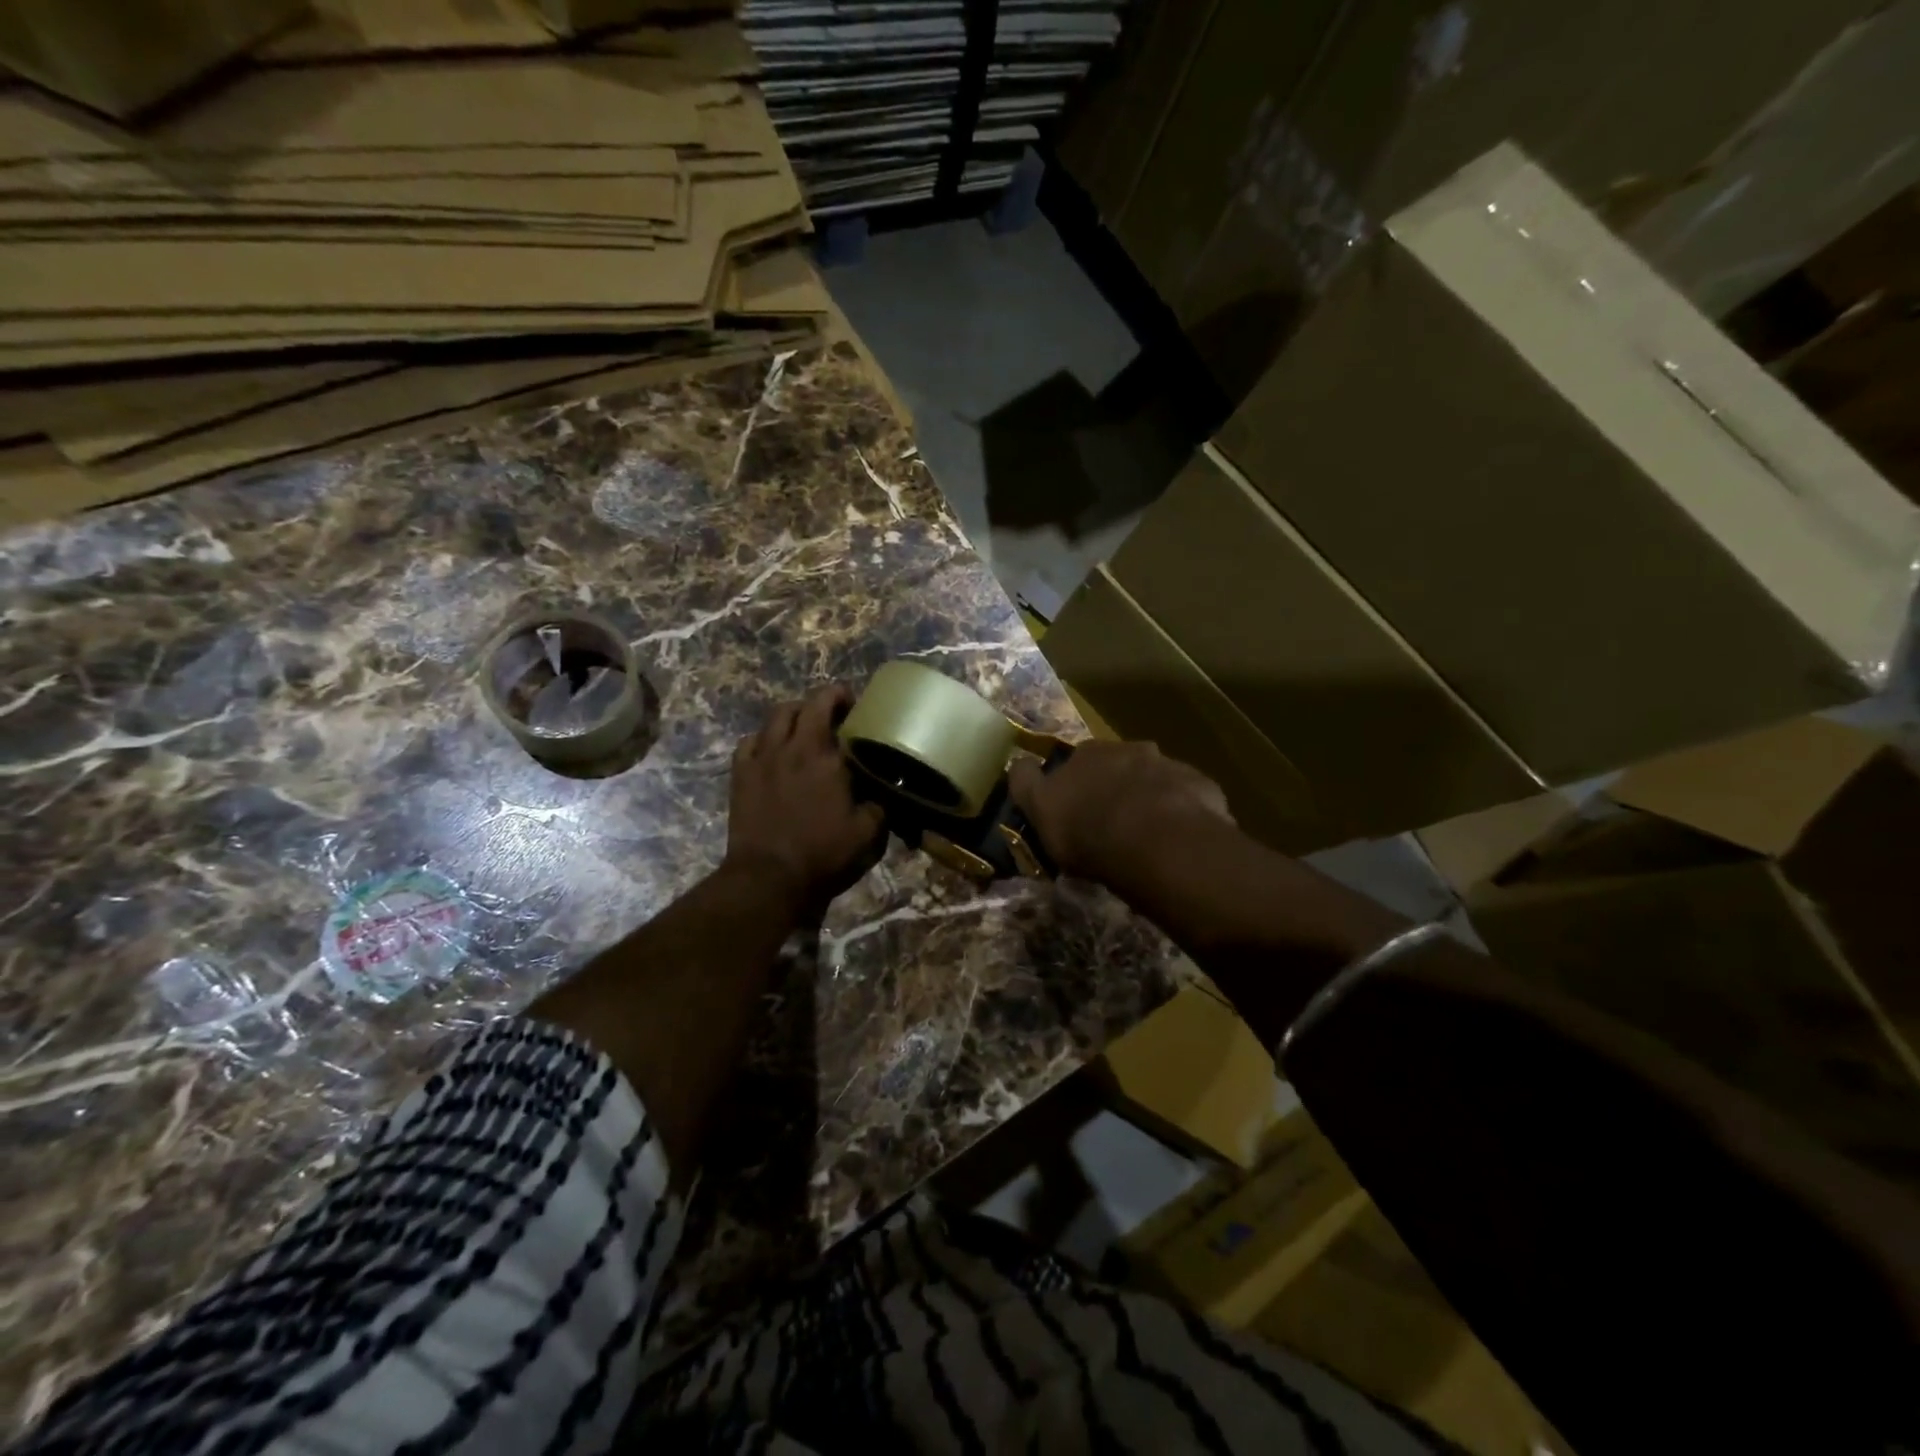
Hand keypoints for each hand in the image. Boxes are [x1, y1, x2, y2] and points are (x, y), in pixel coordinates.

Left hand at [725, 684, 886, 912]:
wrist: (768, 877)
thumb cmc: (822, 855)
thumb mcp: (867, 834)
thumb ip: (879, 805)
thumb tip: (883, 791)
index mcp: (827, 757)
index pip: (834, 708)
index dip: (845, 699)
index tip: (856, 706)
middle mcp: (793, 747)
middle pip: (804, 705)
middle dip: (821, 700)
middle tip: (835, 712)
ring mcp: (762, 758)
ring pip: (775, 716)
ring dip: (793, 714)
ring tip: (803, 727)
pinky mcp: (740, 774)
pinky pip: (749, 741)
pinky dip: (763, 738)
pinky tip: (771, 750)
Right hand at [1009, 739, 1232, 884]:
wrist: (1156, 842)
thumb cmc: (1088, 829)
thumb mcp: (1040, 810)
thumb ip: (1027, 784)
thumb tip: (1018, 763)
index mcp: (1088, 753)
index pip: (1075, 758)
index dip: (1073, 782)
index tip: (1074, 806)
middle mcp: (1130, 750)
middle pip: (1119, 765)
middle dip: (1115, 786)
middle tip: (1113, 822)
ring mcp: (1169, 766)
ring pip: (1156, 780)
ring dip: (1150, 799)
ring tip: (1149, 835)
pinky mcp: (1202, 788)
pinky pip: (1187, 800)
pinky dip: (1181, 813)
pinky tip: (1177, 840)